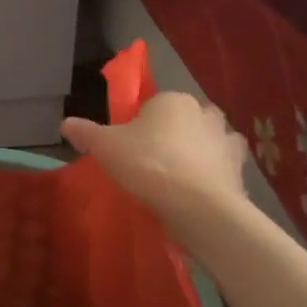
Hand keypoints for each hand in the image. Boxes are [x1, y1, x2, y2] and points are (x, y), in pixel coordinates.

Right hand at [60, 91, 249, 238]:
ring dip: (194, 155)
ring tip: (174, 182)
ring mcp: (226, 140)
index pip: (153, 104)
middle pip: (181, 121)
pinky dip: (211, 176)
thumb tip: (65, 124)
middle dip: (170, 136)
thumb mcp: (105, 147)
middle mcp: (204, 112)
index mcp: (173, 99)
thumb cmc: (149, 165)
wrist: (199, 207)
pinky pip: (220, 167)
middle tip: (149, 163)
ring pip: (205, 142)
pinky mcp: (241, 169)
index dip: (139, 125)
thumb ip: (85, 132)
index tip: (128, 148)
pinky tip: (194, 193)